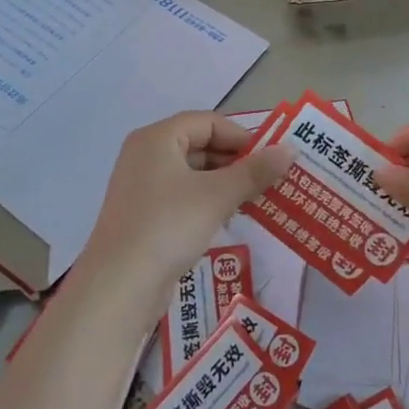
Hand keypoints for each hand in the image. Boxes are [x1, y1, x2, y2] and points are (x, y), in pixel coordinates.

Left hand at [75, 112, 295, 302]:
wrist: (118, 286)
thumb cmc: (168, 226)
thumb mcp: (217, 196)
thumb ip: (255, 171)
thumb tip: (290, 149)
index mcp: (157, 139)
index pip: (208, 122)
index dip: (241, 136)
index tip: (270, 158)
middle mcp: (145, 155)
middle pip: (199, 145)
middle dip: (236, 161)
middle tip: (268, 180)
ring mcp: (141, 187)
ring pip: (192, 174)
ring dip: (224, 183)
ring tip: (255, 200)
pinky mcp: (142, 216)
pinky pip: (181, 197)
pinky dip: (206, 202)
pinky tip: (227, 219)